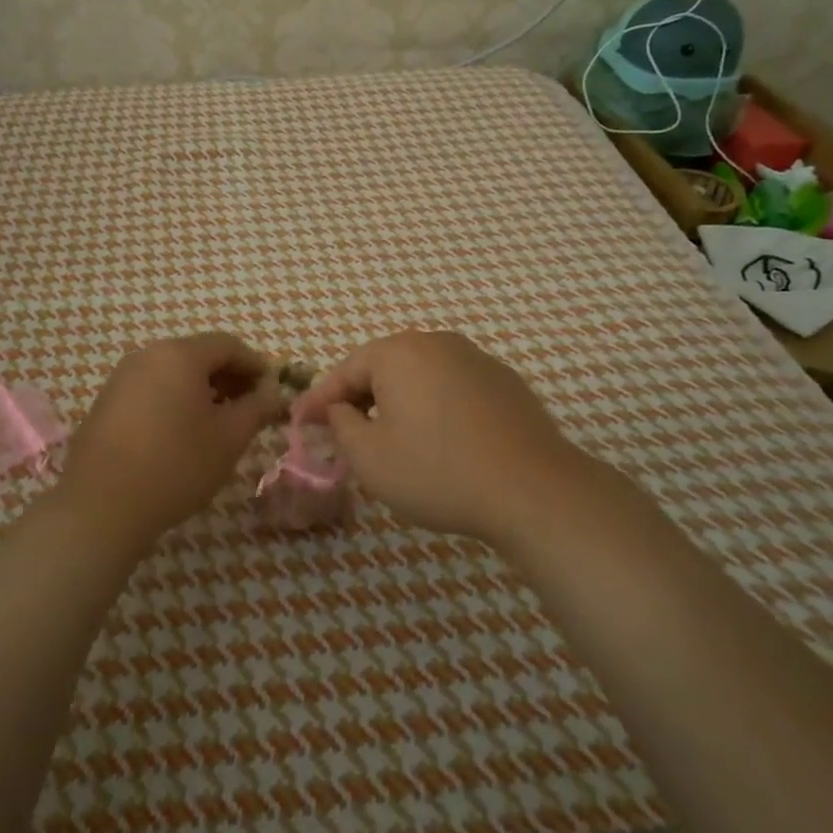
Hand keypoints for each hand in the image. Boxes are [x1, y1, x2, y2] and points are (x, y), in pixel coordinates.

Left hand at [57, 333, 284, 543]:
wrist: (101, 505)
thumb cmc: (176, 464)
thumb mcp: (229, 438)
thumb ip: (257, 409)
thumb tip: (274, 394)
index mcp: (180, 355)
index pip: (228, 345)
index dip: (255, 365)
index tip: (272, 392)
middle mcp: (148, 355)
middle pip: (199, 355)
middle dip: (229, 378)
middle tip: (249, 410)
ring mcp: (122, 378)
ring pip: (173, 373)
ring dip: (202, 391)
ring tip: (218, 425)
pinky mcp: (106, 403)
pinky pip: (151, 390)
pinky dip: (174, 401)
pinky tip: (181, 435)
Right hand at [293, 331, 592, 543]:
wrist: (532, 489)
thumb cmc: (438, 471)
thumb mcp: (370, 457)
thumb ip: (342, 426)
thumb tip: (340, 411)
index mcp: (399, 352)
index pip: (345, 371)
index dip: (319, 400)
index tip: (299, 423)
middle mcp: (437, 343)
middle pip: (383, 367)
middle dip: (358, 399)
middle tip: (341, 432)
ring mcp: (476, 359)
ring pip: (420, 377)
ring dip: (397, 402)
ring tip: (387, 437)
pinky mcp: (505, 383)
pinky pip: (452, 388)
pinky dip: (433, 407)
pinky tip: (437, 440)